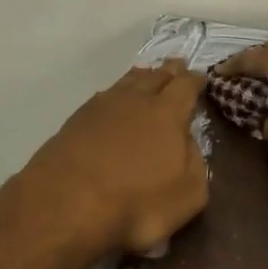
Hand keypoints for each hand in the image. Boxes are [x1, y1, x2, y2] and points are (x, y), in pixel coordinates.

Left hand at [19, 60, 209, 257]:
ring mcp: (102, 106)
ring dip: (141, 76)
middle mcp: (136, 99)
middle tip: (177, 65)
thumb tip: (187, 142)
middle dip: (169, 71)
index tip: (201, 76)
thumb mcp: (188, 193)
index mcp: (167, 112)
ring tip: (147, 73)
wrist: (66, 203)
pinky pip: (104, 96)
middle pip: (156, 76)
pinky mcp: (76, 120)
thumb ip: (195, 162)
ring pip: (127, 82)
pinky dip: (115, 94)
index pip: (186, 85)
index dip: (195, 79)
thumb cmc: (136, 202)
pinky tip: (112, 99)